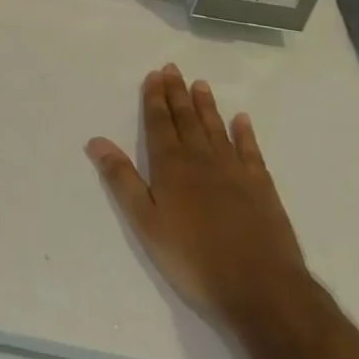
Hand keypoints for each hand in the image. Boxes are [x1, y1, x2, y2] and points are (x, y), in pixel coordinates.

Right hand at [86, 65, 311, 331]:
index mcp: (171, 166)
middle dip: (177, 93)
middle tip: (173, 68)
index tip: (154, 75)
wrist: (262, 289)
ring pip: (216, 129)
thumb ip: (122, 180)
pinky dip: (245, 133)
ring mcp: (235, 171)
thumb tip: (96, 141)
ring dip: (206, 106)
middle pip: (186, 119)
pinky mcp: (262, 188)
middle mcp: (202, 159)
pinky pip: (251, 151)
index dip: (155, 98)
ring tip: (200, 84)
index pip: (159, 123)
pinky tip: (242, 120)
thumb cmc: (194, 259)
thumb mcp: (146, 223)